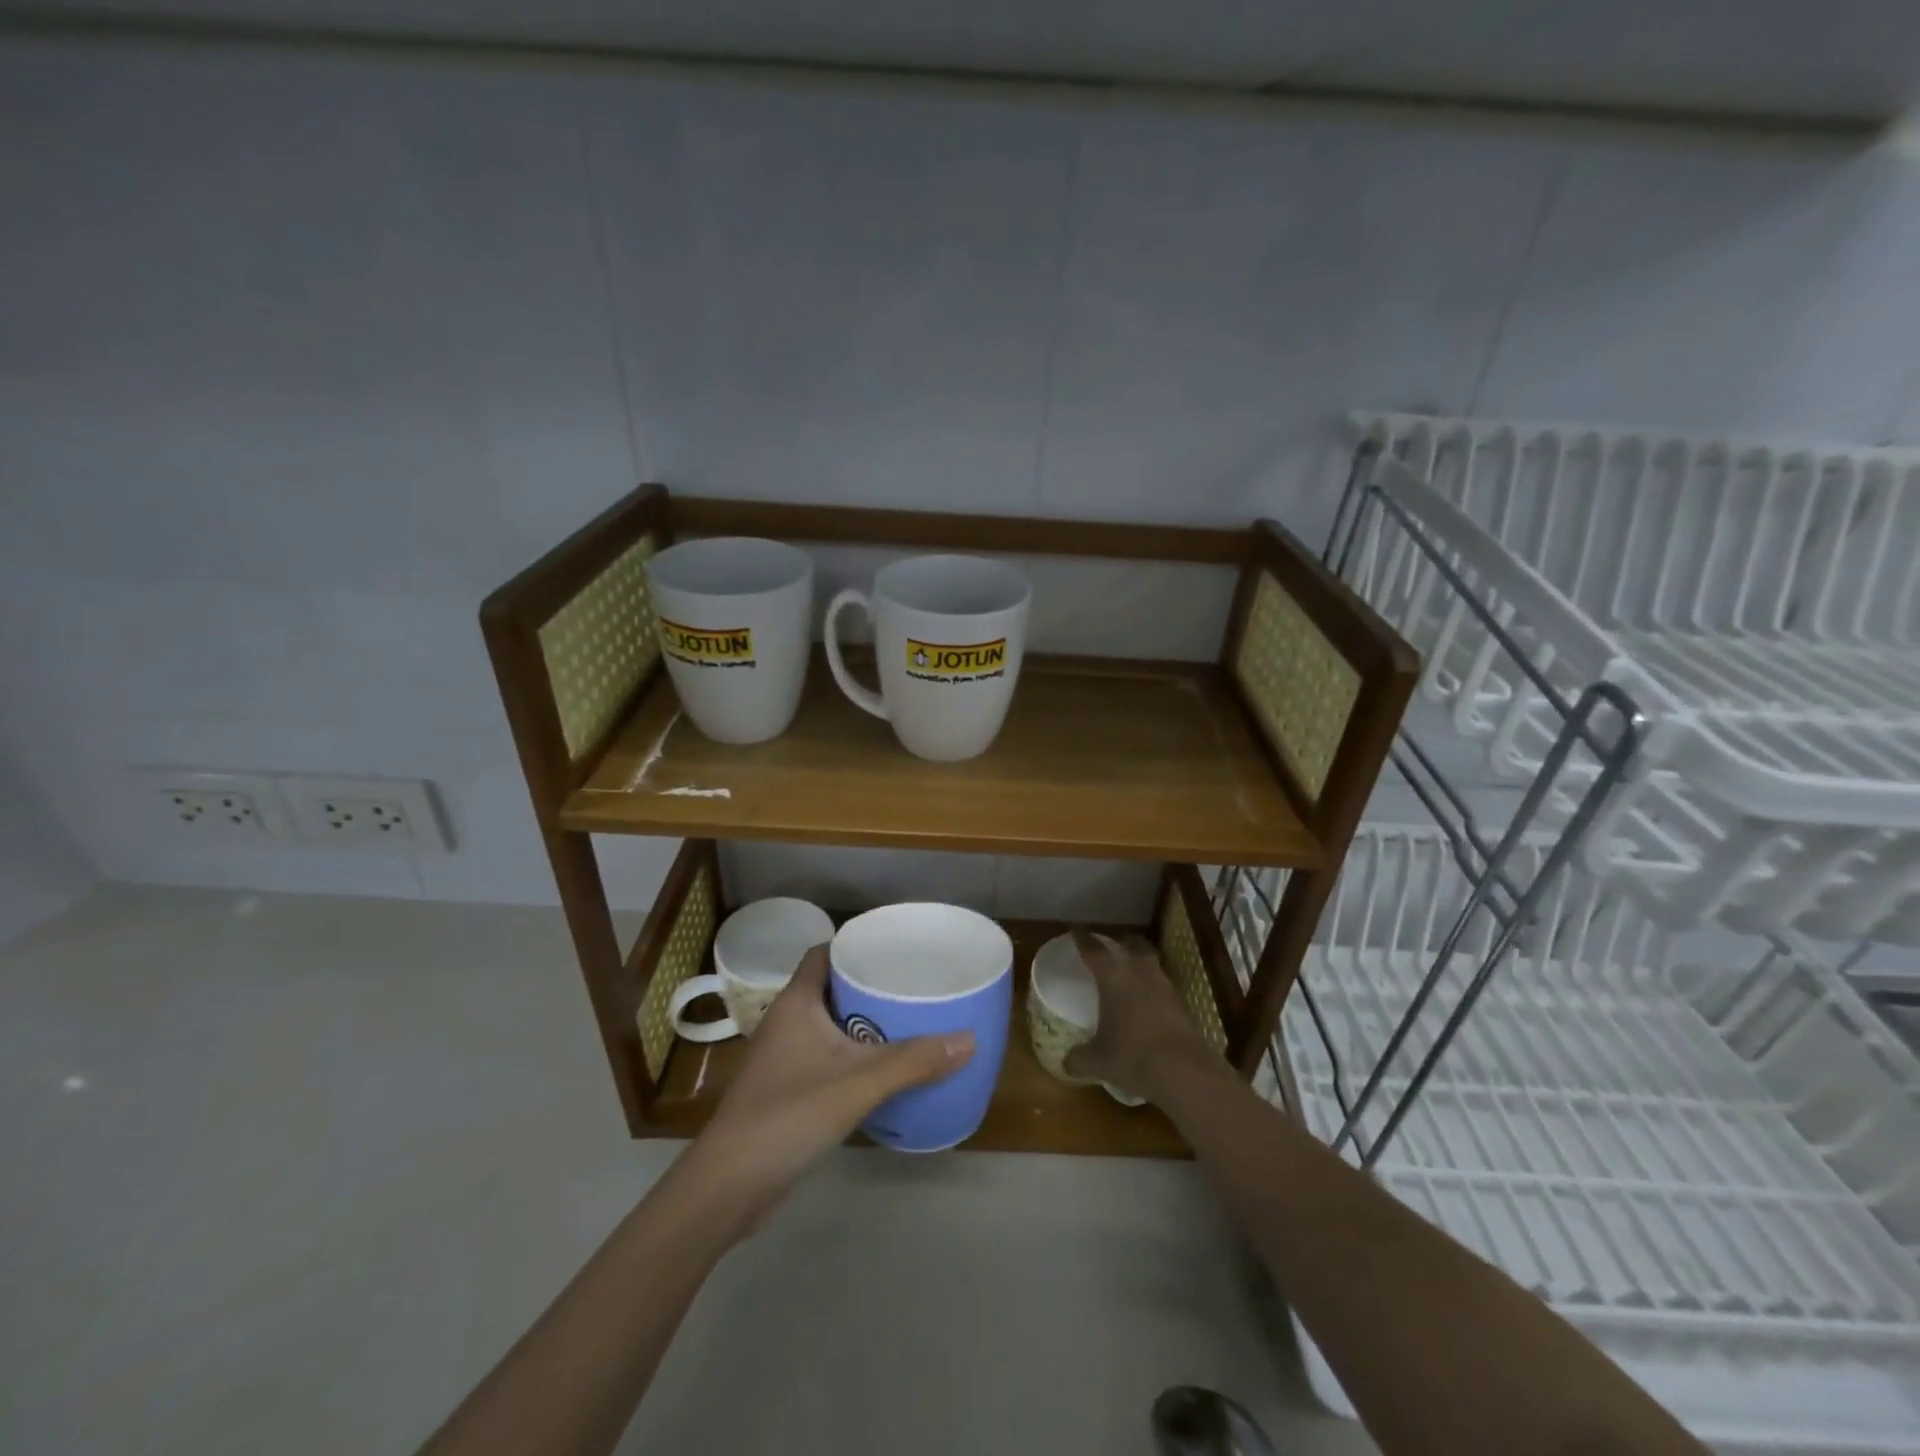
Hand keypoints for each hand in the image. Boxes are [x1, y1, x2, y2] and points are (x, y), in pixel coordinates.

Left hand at [678, 945, 973, 1235]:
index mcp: (796, 1003)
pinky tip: (883, 1070)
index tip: (895, 947)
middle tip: (914, 985)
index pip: (824, 954)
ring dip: (864, 1022)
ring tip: (909, 1021)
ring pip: (830, 1025)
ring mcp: (784, 1057)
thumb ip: (912, 1062)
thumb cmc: (788, 1116)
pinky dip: (854, 1056)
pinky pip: (827, 1057)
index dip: (855, 945)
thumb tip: (969, 1039)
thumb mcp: (857, 1085)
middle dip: (870, 985)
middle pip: (832, 987)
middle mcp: (787, 1021)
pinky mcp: (787, 1089)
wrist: (728, 1186)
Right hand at [1062, 928, 1220, 1102]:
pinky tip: (1147, 1002)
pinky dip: (1153, 987)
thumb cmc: (1133, 1057)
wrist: (1186, 1072)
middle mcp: (1140, 974)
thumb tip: (1066, 1063)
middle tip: (1112, 944)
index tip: (1076, 928)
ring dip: (1140, 962)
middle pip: (1132, 944)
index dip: (1083, 938)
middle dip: (1121, 941)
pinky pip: (1163, 986)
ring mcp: (1165, 987)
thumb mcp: (1098, 1061)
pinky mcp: (1182, 1005)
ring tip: (1131, 971)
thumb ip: (1079, 1058)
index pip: (1094, 950)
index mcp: (1114, 978)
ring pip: (1151, 962)